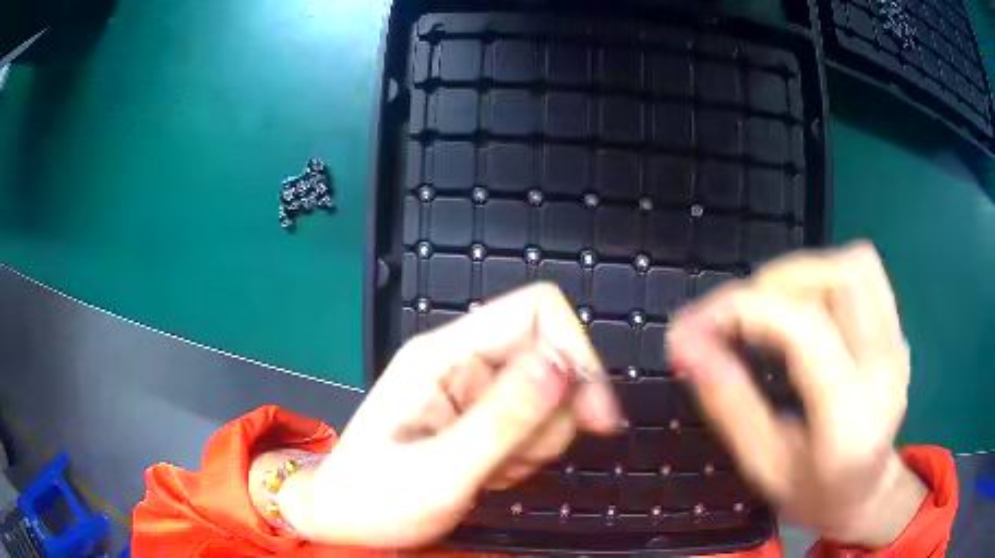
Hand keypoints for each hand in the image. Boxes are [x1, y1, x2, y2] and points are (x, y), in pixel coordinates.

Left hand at [282, 283, 622, 547]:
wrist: (348, 519)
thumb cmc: (375, 498)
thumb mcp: (438, 471)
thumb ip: (502, 421)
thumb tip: (563, 365)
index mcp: (445, 354)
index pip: (537, 309)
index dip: (576, 351)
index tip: (593, 415)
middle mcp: (465, 360)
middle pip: (554, 357)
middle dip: (552, 417)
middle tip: (514, 459)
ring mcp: (477, 390)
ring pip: (552, 397)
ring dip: (537, 444)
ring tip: (490, 471)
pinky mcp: (485, 416)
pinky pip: (537, 426)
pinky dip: (527, 456)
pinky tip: (489, 474)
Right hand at [668, 242, 926, 546]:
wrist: (866, 494)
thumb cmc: (812, 494)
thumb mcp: (763, 465)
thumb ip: (728, 404)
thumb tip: (686, 345)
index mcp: (850, 418)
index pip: (805, 330)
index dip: (744, 310)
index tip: (693, 326)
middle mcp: (885, 369)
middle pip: (841, 278)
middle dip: (776, 284)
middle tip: (736, 318)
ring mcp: (898, 344)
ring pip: (857, 265)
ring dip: (804, 275)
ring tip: (770, 310)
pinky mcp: (898, 330)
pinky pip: (865, 273)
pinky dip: (825, 276)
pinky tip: (804, 311)